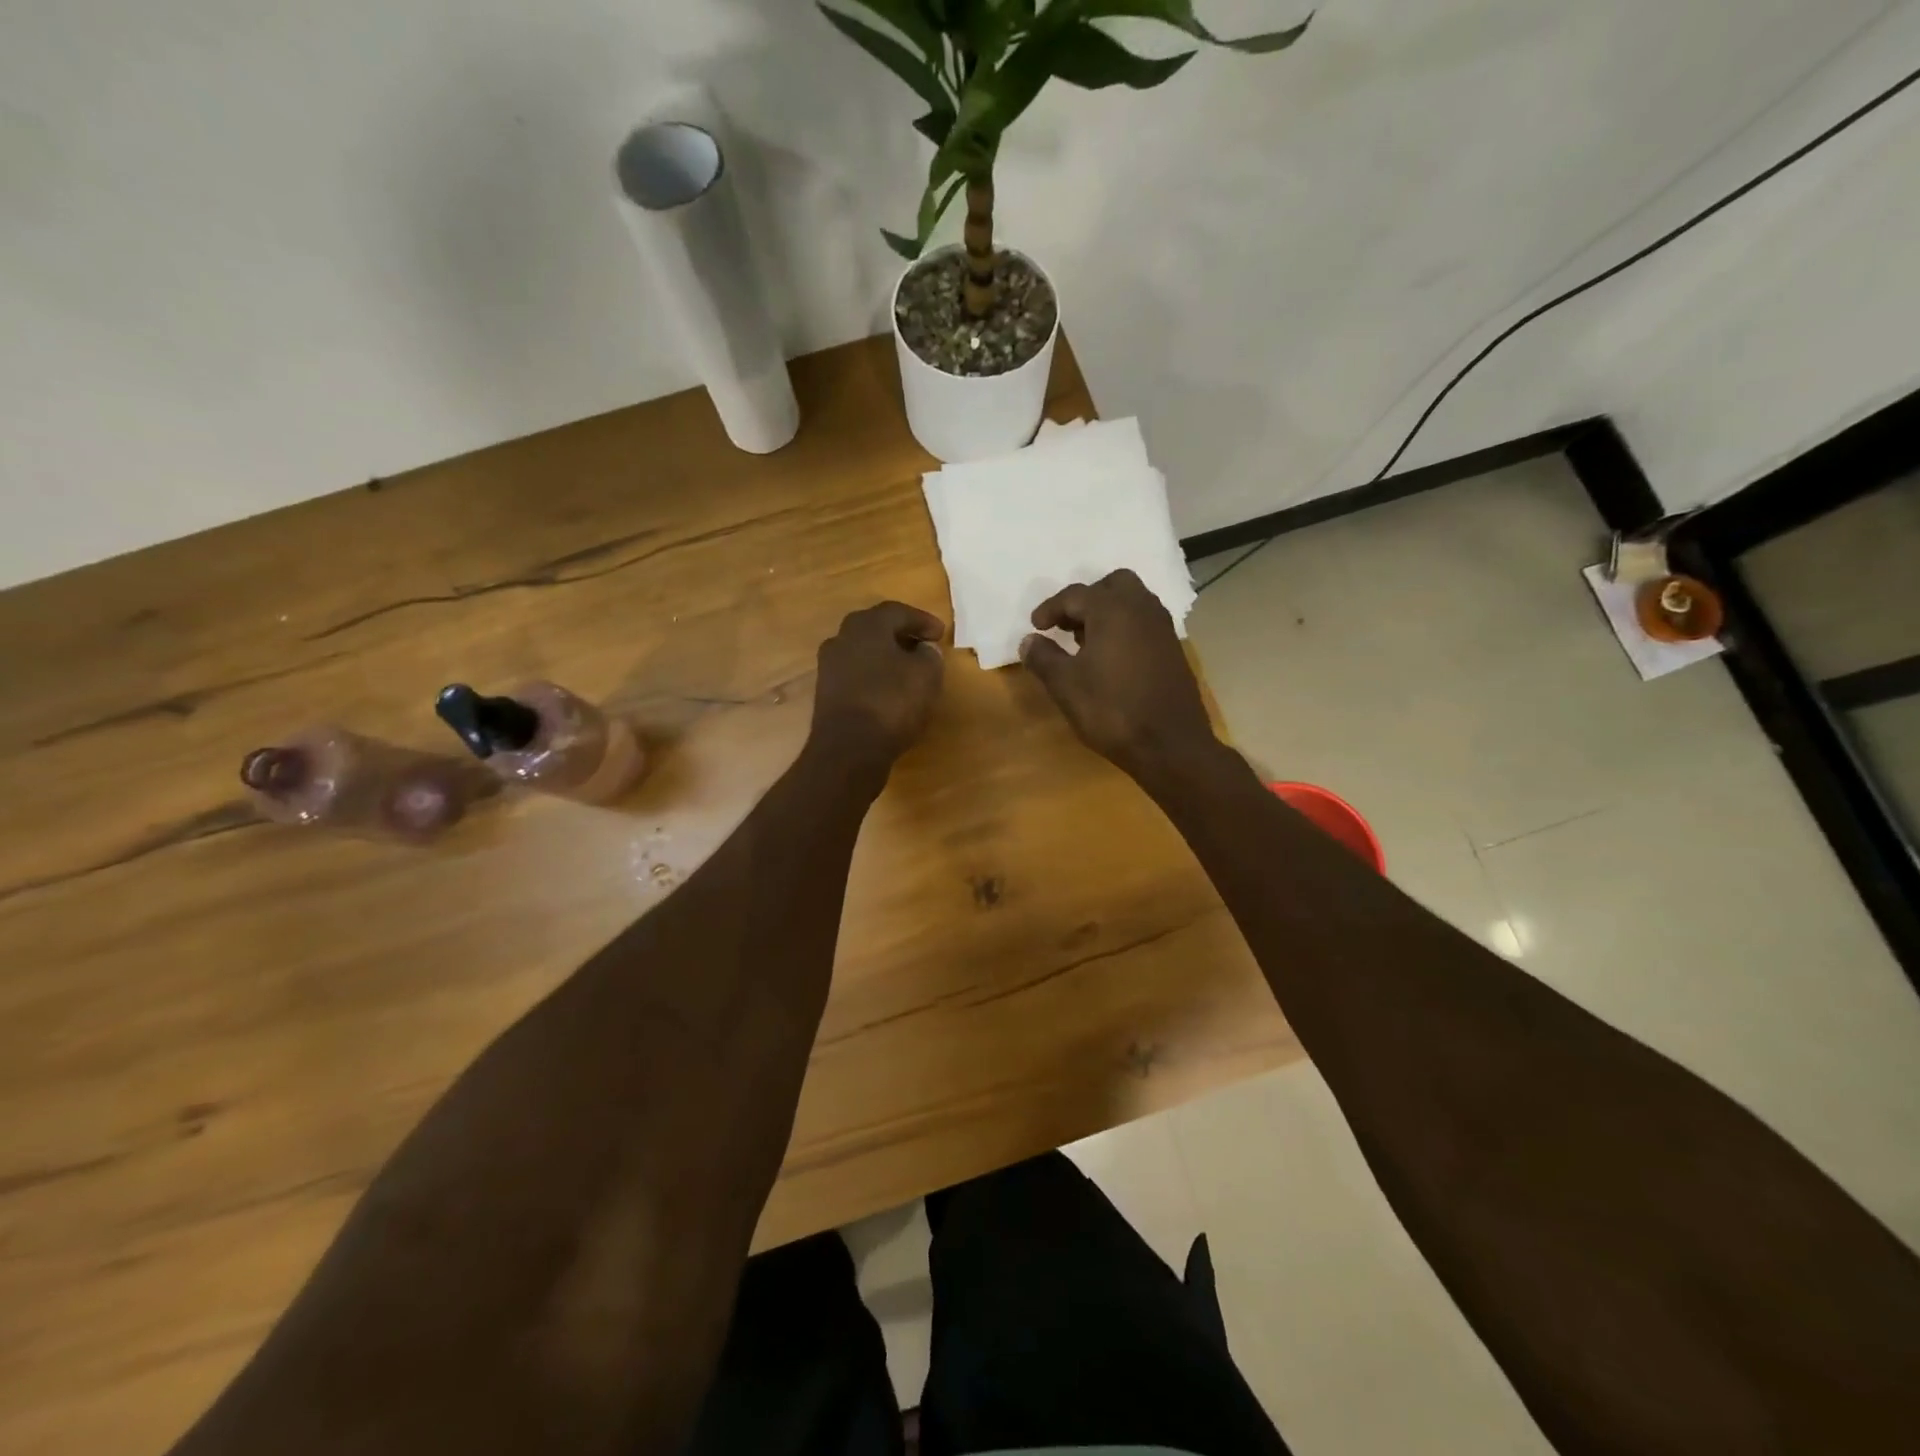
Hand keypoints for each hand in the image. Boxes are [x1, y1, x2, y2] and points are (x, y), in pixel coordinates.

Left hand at [810, 601, 945, 765]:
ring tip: (907, 668)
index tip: (941, 634)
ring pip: (863, 650)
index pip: (897, 611)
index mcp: (867, 626)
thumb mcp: (926, 676)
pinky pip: (855, 672)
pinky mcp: (826, 691)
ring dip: (885, 655)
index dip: (922, 620)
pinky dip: (873, 674)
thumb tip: (924, 649)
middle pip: (875, 627)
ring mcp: (829, 665)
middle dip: (900, 634)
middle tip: (922, 645)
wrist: (848, 749)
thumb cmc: (892, 703)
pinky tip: (888, 689)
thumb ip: (930, 656)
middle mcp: (842, 638)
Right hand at [1020, 569, 1216, 777]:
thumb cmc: (1111, 710)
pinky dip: (1124, 628)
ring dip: (1106, 613)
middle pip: (1112, 585)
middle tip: (1066, 625)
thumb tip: (1028, 641)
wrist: (1170, 745)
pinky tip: (1110, 659)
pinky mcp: (1173, 649)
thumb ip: (1043, 657)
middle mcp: (1141, 608)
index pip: (1074, 595)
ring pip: (1132, 602)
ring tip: (1084, 642)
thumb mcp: (1065, 685)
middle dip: (1086, 600)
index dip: (1050, 609)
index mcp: (1112, 609)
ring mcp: (1162, 628)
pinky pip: (1144, 623)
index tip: (1035, 627)